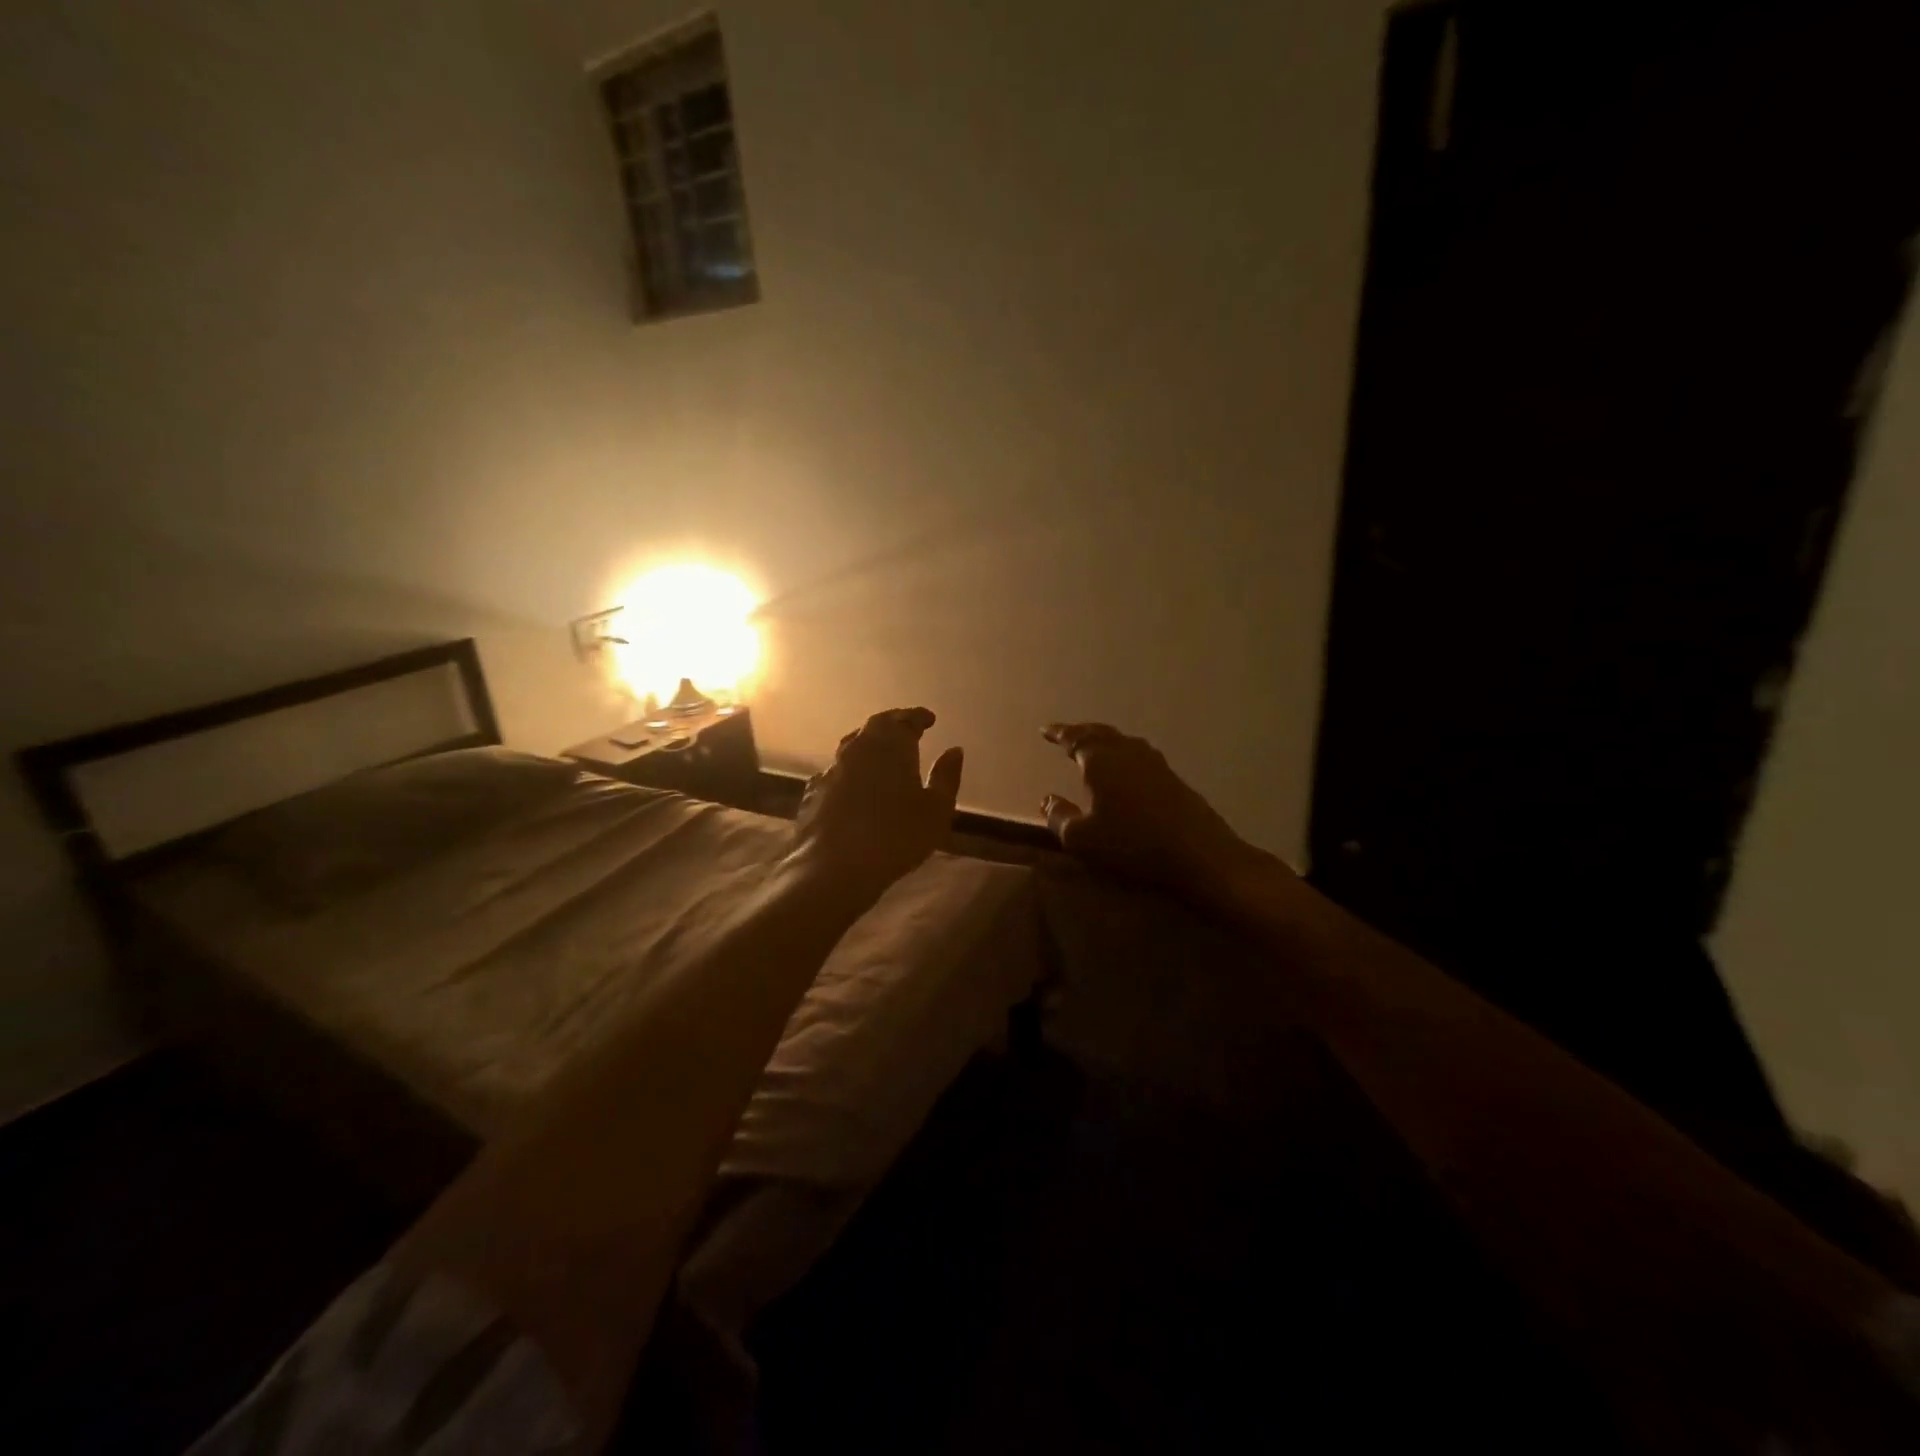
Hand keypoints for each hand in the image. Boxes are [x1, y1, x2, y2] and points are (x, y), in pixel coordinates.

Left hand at [790, 707, 964, 900]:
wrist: (835, 867)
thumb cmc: (897, 836)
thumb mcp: (936, 810)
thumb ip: (946, 777)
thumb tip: (954, 750)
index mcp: (890, 746)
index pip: (904, 720)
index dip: (918, 717)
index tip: (929, 719)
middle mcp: (858, 749)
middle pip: (875, 727)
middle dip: (893, 724)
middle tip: (906, 729)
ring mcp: (831, 770)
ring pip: (851, 747)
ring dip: (868, 746)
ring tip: (880, 755)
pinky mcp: (812, 793)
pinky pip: (835, 773)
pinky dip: (849, 772)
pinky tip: (852, 786)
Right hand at [1041, 722, 1282, 906]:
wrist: (1200, 856)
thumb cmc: (1132, 845)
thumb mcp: (1083, 839)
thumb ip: (1060, 817)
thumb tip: (1047, 799)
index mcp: (1102, 761)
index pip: (1075, 739)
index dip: (1059, 734)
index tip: (1045, 730)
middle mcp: (1128, 753)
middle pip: (1101, 734)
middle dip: (1081, 732)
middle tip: (1066, 735)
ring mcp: (1155, 764)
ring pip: (1123, 742)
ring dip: (1105, 741)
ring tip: (1094, 747)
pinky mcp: (1174, 779)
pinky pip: (1139, 756)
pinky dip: (1124, 755)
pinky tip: (1126, 769)